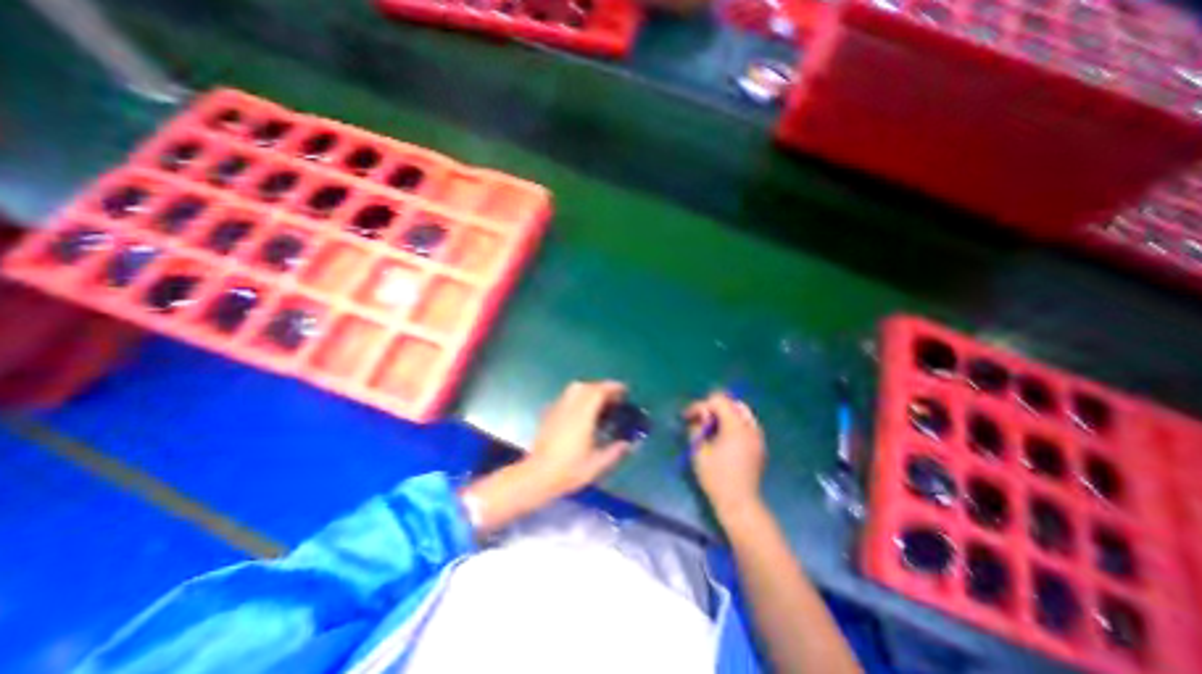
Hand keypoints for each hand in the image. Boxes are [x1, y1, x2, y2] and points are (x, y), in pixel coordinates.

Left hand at [525, 380, 637, 500]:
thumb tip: (628, 444)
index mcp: (582, 417)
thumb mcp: (596, 465)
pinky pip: (565, 397)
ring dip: (588, 389)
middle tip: (613, 397)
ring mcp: (557, 410)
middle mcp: (569, 408)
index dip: (612, 387)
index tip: (623, 390)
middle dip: (601, 387)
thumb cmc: (568, 471)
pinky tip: (581, 411)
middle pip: (585, 386)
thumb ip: (614, 452)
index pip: (597, 391)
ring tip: (598, 401)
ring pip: (573, 389)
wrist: (537, 476)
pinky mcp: (548, 415)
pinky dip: (577, 397)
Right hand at [681, 392, 763, 523]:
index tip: (689, 416)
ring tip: (712, 428)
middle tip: (702, 420)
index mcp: (736, 427)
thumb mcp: (698, 450)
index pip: (719, 400)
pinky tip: (724, 438)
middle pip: (733, 403)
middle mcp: (750, 428)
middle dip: (715, 407)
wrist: (739, 503)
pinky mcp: (759, 447)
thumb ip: (696, 427)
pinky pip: (747, 425)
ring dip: (726, 414)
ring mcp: (758, 437)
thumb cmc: (716, 477)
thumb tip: (698, 417)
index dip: (701, 405)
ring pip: (742, 412)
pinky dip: (734, 424)